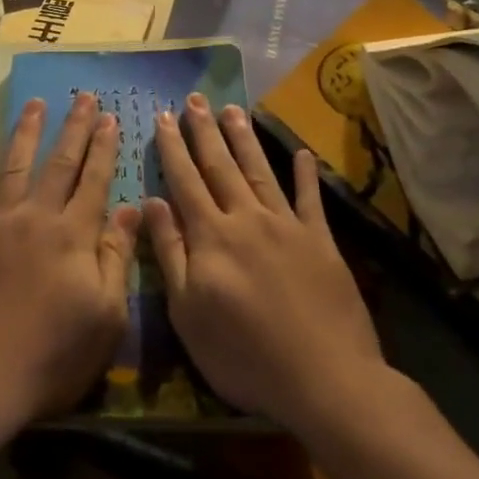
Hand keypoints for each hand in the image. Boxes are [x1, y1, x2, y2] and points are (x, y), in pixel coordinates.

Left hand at [0, 93, 140, 437]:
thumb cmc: (52, 356)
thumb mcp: (106, 317)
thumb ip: (116, 257)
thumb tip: (132, 208)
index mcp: (73, 236)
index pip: (94, 181)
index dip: (103, 148)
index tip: (109, 117)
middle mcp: (36, 218)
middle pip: (59, 164)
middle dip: (73, 128)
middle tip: (82, 95)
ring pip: (16, 167)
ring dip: (27, 133)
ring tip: (36, 103)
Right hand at [144, 95, 392, 435]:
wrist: (325, 379)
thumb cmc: (244, 356)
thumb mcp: (188, 313)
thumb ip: (170, 252)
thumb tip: (153, 202)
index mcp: (211, 236)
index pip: (185, 180)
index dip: (172, 147)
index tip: (163, 117)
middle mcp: (247, 218)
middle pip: (220, 166)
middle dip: (204, 131)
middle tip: (194, 98)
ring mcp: (287, 226)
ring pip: (259, 171)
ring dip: (244, 139)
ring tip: (232, 109)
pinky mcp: (321, 241)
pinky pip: (310, 199)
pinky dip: (305, 174)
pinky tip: (301, 152)